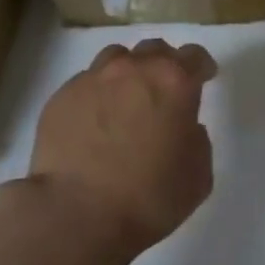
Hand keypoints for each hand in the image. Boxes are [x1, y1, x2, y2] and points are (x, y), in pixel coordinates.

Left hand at [28, 38, 218, 255]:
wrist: (76, 214)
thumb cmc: (149, 198)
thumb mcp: (198, 176)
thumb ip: (198, 141)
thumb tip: (185, 128)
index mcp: (174, 83)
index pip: (194, 56)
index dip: (201, 67)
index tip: (204, 79)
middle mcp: (132, 70)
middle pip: (154, 50)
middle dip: (164, 65)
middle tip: (165, 92)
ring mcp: (92, 80)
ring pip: (116, 59)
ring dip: (128, 73)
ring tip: (126, 100)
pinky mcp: (60, 97)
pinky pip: (86, 84)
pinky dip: (97, 95)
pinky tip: (95, 123)